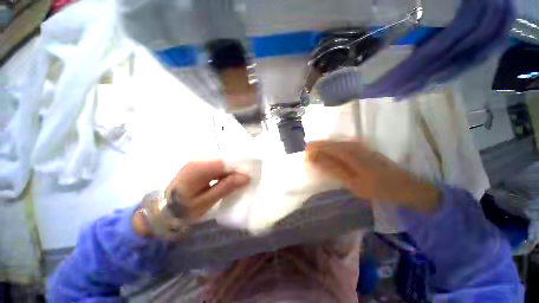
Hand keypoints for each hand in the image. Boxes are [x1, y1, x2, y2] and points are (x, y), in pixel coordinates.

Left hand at [133, 160, 249, 236]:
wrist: (164, 208)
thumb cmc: (183, 208)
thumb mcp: (206, 201)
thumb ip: (226, 187)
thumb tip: (246, 176)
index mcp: (201, 167)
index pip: (228, 160)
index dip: (242, 165)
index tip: (252, 174)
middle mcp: (200, 158)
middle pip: (227, 158)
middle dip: (239, 167)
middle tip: (247, 179)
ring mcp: (200, 159)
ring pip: (224, 160)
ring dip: (233, 169)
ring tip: (241, 180)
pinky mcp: (201, 163)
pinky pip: (219, 164)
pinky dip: (226, 171)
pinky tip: (229, 179)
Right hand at [306, 140, 439, 213]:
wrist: (405, 186)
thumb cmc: (378, 187)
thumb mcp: (353, 183)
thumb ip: (333, 169)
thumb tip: (316, 160)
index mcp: (350, 154)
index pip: (327, 148)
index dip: (315, 149)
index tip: (304, 153)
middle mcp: (354, 146)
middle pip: (331, 143)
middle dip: (317, 146)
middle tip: (306, 150)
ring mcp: (359, 146)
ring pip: (336, 142)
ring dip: (324, 145)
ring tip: (314, 149)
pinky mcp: (363, 148)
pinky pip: (343, 144)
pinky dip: (333, 146)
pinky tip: (329, 149)